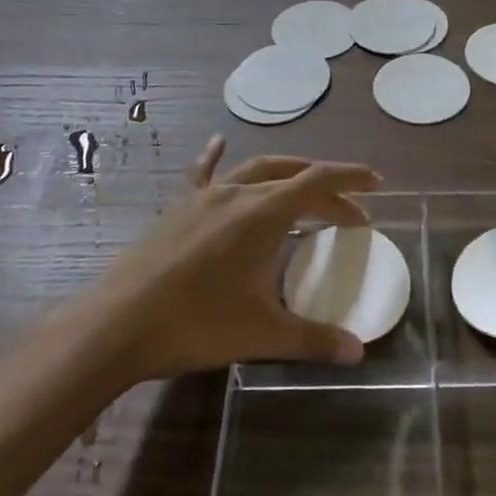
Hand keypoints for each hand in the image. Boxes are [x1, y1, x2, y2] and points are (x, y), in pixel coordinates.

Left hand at [93, 137, 381, 379]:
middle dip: (326, 188)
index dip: (351, 178)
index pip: (318, 181)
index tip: (377, 184)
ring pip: (255, 170)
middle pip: (293, 177)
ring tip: (305, 187)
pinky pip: (203, 174)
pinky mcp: (179, 209)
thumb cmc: (196, 323)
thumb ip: (313, 338)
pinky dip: (217, 159)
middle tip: (349, 211)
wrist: (118, 324)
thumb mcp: (261, 333)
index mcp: (263, 213)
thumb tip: (358, 351)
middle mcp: (237, 193)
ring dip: (287, 174)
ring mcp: (204, 197)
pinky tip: (218, 143)